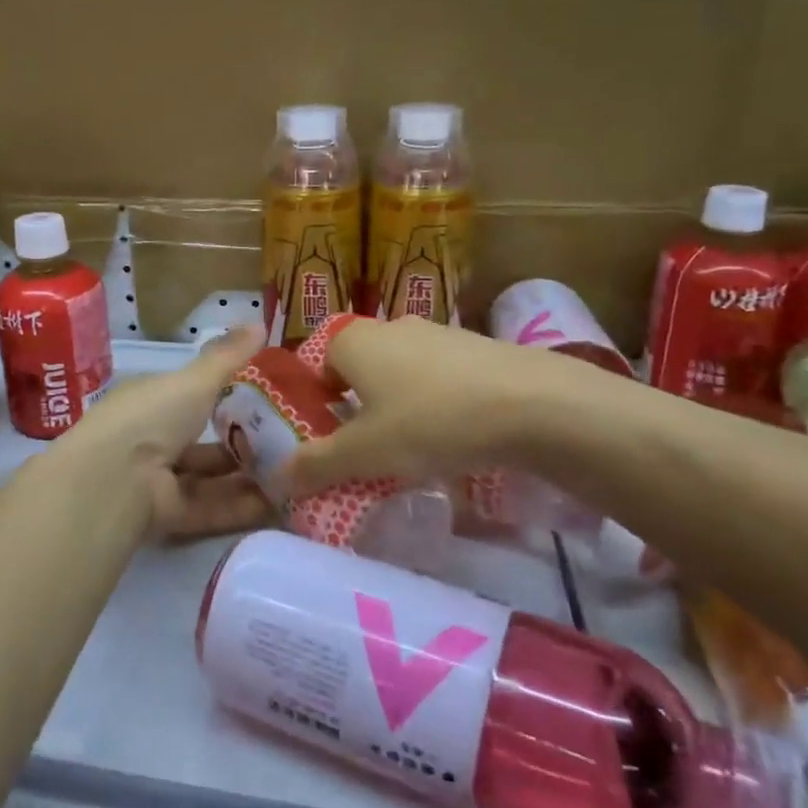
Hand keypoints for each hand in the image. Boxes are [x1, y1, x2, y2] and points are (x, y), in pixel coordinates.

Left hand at [52, 323, 273, 536]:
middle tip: (289, 441)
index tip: (266, 398)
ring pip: (209, 478)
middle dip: (241, 442)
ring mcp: (157, 480)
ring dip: (247, 477)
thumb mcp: (195, 380)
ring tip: (294, 474)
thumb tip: (260, 322)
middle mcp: (150, 439)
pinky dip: (242, 507)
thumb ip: (228, 357)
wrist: (114, 480)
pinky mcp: (167, 516)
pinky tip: (280, 504)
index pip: (189, 396)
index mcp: (150, 401)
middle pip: (202, 442)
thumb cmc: (152, 416)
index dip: (224, 396)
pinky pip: (210, 508)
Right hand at [282, 316, 598, 496]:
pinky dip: (439, 401)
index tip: (332, 441)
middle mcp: (391, 327)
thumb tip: (274, 480)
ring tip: (417, 447)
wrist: (533, 403)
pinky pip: (441, 377)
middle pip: (360, 369)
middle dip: (359, 408)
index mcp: (354, 341)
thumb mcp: (365, 454)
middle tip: (371, 450)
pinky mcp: (477, 347)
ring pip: (402, 372)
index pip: (318, 365)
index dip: (319, 403)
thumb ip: (315, 465)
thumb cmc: (431, 421)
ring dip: (400, 405)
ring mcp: (438, 333)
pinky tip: (458, 434)